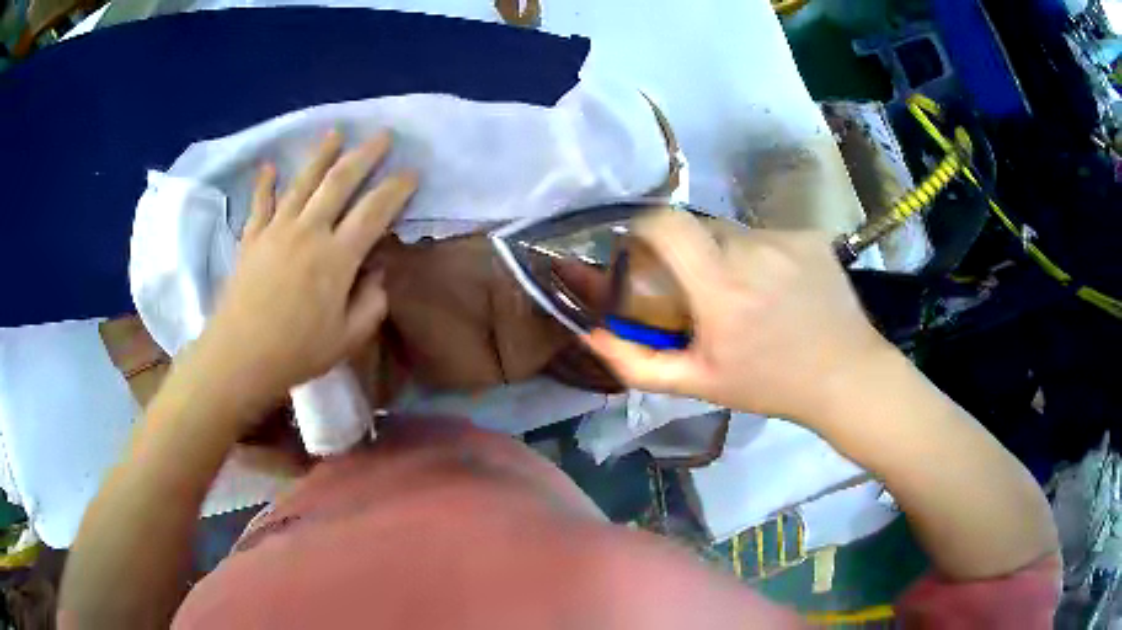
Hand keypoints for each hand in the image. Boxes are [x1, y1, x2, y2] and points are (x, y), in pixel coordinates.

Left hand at [195, 130, 416, 407]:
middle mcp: (309, 230)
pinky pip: (260, 203)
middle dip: (365, 154)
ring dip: (321, 154)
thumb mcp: (348, 338)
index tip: (411, 172)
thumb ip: (371, 303)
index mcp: (337, 256)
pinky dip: (265, 183)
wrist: (240, 356)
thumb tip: (376, 273)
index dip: (396, 188)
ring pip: (303, 181)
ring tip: (335, 133)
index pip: (375, 210)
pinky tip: (270, 166)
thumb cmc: (297, 352)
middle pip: (340, 181)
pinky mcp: (252, 238)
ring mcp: (277, 229)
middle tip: (382, 135)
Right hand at [584, 211, 893, 429]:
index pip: (665, 224)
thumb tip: (591, 334)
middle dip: (690, 254)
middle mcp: (752, 250)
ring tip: (748, 294)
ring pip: (735, 232)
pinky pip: (768, 235)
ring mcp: (786, 238)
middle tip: (703, 290)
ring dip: (728, 255)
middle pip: (699, 229)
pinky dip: (762, 255)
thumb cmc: (770, 385)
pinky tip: (780, 287)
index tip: (645, 252)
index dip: (645, 229)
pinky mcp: (810, 235)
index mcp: (720, 287)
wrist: (847, 376)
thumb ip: (638, 362)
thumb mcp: (700, 383)